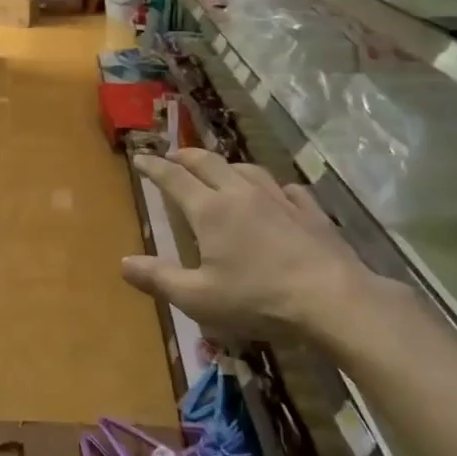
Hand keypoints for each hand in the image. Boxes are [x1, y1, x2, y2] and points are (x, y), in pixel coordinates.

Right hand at [122, 149, 409, 352]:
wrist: (333, 298)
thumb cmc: (258, 299)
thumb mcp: (198, 298)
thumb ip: (159, 279)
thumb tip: (123, 263)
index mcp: (210, 210)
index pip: (174, 179)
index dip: (154, 167)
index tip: (140, 157)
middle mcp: (241, 194)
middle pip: (209, 163)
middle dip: (186, 156)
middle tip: (173, 156)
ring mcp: (279, 200)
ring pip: (247, 170)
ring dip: (227, 166)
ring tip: (220, 171)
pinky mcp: (311, 212)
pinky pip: (286, 189)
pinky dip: (272, 187)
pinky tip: (277, 194)